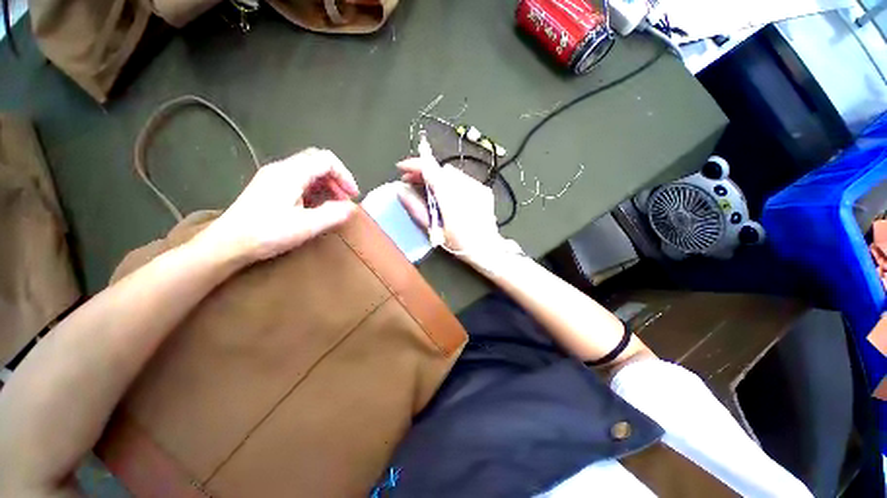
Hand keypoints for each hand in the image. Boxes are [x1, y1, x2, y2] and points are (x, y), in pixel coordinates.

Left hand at [196, 148, 359, 261]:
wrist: (227, 243)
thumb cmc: (266, 234)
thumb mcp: (305, 226)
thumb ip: (332, 214)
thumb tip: (351, 208)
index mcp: (290, 173)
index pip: (326, 160)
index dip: (344, 175)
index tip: (352, 196)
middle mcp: (281, 169)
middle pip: (317, 161)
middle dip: (337, 178)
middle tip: (345, 199)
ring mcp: (273, 177)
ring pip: (308, 169)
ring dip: (327, 183)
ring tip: (334, 204)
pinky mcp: (269, 187)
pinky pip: (299, 179)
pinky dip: (315, 188)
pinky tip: (316, 205)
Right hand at [396, 154, 502, 257]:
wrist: (488, 249)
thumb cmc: (458, 244)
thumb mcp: (434, 229)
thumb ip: (416, 208)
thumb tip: (401, 191)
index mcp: (451, 197)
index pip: (430, 170)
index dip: (414, 165)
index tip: (402, 168)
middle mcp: (466, 187)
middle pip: (440, 170)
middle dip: (424, 172)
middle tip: (411, 181)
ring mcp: (477, 187)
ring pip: (452, 174)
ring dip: (437, 178)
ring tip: (429, 190)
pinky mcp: (484, 190)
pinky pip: (464, 180)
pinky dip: (451, 183)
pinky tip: (448, 195)